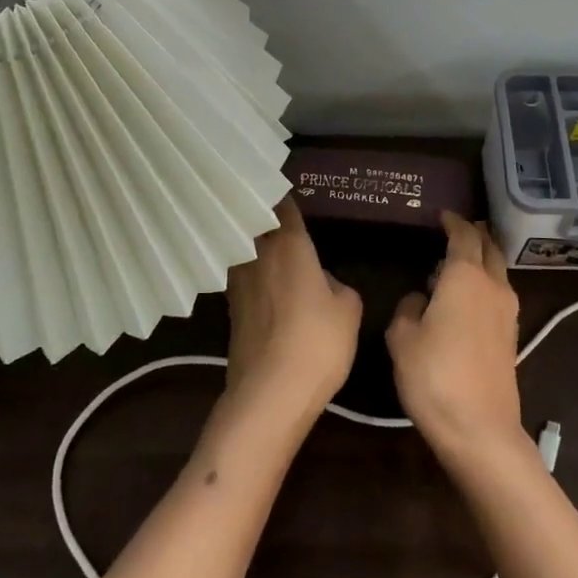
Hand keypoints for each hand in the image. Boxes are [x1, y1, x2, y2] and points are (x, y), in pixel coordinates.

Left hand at [224, 196, 361, 428]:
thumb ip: (337, 285)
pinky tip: (263, 279)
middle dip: (263, 212)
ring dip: (252, 241)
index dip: (282, 191)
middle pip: (253, 222)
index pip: (281, 205)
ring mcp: (237, 283)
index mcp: (288, 245)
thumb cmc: (317, 342)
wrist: (270, 395)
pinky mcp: (229, 310)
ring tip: (269, 239)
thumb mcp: (348, 309)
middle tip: (276, 205)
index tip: (286, 182)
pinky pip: (240, 275)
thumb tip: (322, 282)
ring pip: (243, 248)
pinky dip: (249, 270)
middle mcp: (256, 255)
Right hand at [386, 213, 526, 471]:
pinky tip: (466, 297)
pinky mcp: (511, 335)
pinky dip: (485, 282)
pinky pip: (498, 293)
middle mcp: (493, 285)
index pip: (463, 235)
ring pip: (498, 270)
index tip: (442, 215)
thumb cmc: (434, 376)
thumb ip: (408, 308)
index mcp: (465, 277)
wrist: (480, 429)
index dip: (453, 222)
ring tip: (456, 263)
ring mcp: (508, 311)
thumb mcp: (402, 338)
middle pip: (489, 247)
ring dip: (481, 259)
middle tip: (455, 229)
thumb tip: (421, 298)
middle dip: (474, 234)